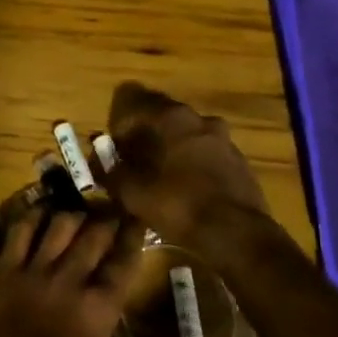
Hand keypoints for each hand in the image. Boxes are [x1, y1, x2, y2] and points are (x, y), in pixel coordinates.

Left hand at [0, 207, 139, 336]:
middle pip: (93, 236)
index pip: (123, 262)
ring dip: (74, 215)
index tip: (139, 216)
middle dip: (106, 218)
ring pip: (59, 226)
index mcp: (99, 311)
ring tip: (81, 207)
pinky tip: (41, 210)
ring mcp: (34, 275)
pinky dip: (32, 217)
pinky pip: (19, 232)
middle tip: (113, 204)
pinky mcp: (3, 273)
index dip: (133, 236)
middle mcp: (69, 283)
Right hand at [97, 82, 269, 250]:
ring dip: (172, 146)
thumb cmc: (180, 205)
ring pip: (188, 133)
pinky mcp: (238, 159)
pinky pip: (207, 152)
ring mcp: (222, 137)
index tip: (115, 148)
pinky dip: (194, 161)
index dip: (121, 125)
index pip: (136, 103)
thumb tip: (99, 162)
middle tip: (135, 160)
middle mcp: (198, 118)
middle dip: (147, 133)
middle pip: (164, 116)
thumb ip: (112, 173)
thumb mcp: (135, 194)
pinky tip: (189, 186)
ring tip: (162, 175)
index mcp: (171, 117)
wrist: (237, 234)